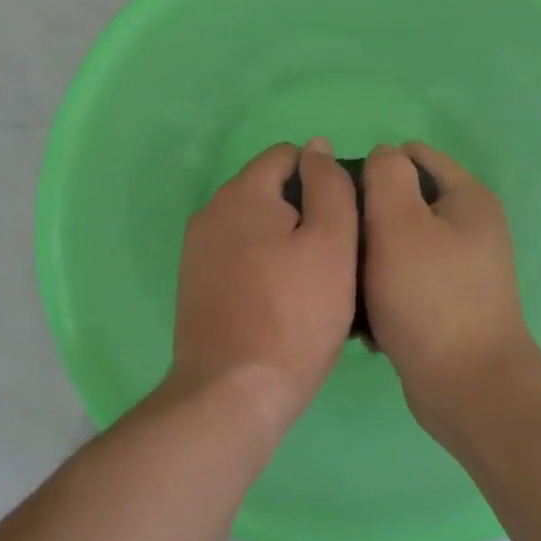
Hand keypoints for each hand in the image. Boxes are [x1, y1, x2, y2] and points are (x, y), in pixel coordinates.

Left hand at [170, 138, 359, 437]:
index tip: (345, 221)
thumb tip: (317, 147)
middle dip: (304, 213)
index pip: (287, 155)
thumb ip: (329, 186)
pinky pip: (239, 258)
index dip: (323, 178)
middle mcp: (211, 211)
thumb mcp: (332, 244)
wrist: (231, 393)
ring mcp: (197, 250)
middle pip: (270, 192)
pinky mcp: (194, 285)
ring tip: (315, 286)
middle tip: (337, 259)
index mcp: (242, 192)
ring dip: (285, 243)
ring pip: (255, 228)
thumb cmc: (294, 316)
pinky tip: (284, 304)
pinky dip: (264, 268)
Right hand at [362, 142, 540, 432]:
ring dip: (371, 257)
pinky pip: (406, 279)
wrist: (467, 387)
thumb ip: (386, 175)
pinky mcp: (449, 303)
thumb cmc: (429, 296)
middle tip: (342, 243)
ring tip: (348, 281)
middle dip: (369, 217)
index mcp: (467, 198)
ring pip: (399, 242)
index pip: (413, 155)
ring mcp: (462, 268)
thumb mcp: (399, 221)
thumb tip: (382, 156)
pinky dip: (384, 290)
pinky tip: (365, 315)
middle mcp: (471, 227)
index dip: (374, 167)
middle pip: (405, 200)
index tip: (343, 198)